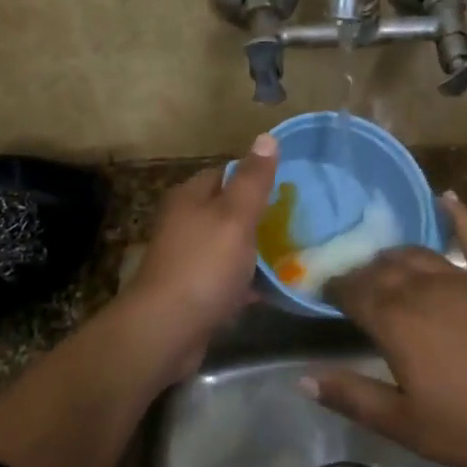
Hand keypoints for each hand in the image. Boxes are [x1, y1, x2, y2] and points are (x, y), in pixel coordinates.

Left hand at [119, 133, 278, 379]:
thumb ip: (253, 180)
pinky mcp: (195, 290)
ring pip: (230, 244)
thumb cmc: (203, 265)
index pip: (226, 172)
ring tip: (295, 250)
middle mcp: (185, 222)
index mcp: (191, 197)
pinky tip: (276, 287)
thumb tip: (266, 136)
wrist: (166, 330)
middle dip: (261, 214)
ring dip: (257, 249)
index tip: (291, 184)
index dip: (256, 175)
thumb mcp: (235, 217)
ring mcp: (188, 257)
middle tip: (300, 219)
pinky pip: (228, 277)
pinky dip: (249, 280)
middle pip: (228, 209)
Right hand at [307, 194, 466, 466]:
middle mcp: (424, 288)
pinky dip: (459, 216)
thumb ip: (352, 396)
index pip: (354, 291)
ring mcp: (464, 278)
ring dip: (397, 256)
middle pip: (384, 268)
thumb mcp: (404, 423)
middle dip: (364, 272)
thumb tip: (303, 377)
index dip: (336, 288)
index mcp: (396, 321)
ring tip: (386, 262)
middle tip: (355, 284)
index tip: (325, 290)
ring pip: (419, 254)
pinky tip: (447, 198)